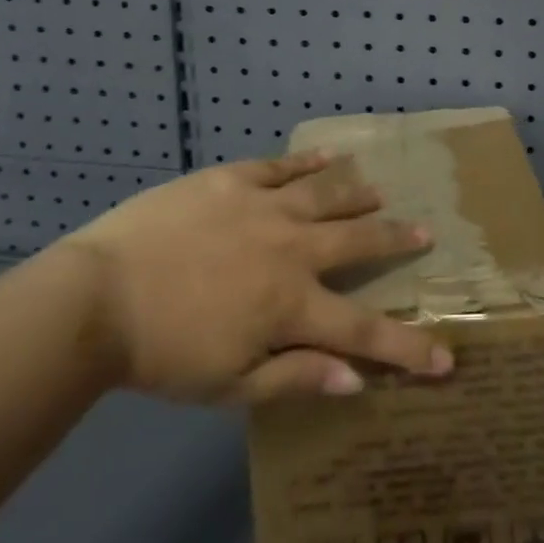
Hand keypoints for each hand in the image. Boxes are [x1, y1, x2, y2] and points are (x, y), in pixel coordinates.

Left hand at [54, 153, 451, 405]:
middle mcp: (293, 248)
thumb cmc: (161, 355)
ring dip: (359, 195)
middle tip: (425, 233)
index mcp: (292, 304)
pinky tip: (328, 155)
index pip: (364, 330)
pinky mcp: (234, 180)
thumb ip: (294, 379)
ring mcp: (265, 206)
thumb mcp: (227, 387)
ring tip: (380, 192)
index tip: (446, 359)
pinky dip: (309, 162)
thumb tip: (356, 381)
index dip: (409, 347)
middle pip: (359, 242)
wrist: (97, 297)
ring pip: (327, 195)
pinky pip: (282, 166)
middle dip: (396, 240)